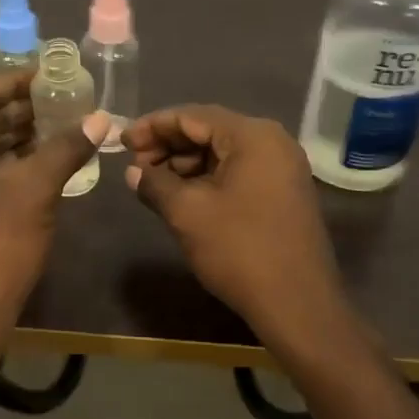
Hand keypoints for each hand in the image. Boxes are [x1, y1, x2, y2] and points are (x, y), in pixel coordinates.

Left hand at [0, 72, 107, 333]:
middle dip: (23, 110)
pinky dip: (7, 164)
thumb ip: (66, 148)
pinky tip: (43, 161)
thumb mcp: (35, 191)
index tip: (55, 75)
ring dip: (18, 137)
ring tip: (62, 126)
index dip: (19, 81)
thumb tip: (101, 118)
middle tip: (66, 100)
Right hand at [123, 105, 343, 331]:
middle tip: (134, 165)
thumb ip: (155, 183)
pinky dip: (207, 179)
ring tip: (152, 183)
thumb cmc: (239, 249)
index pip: (192, 115)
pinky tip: (182, 196)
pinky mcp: (284, 193)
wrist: (297, 303)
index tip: (121, 142)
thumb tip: (133, 172)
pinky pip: (238, 172)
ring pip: (223, 153)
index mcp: (253, 135)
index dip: (152, 126)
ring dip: (186, 164)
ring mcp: (282, 168)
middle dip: (168, 145)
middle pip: (209, 130)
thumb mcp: (186, 213)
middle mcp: (273, 142)